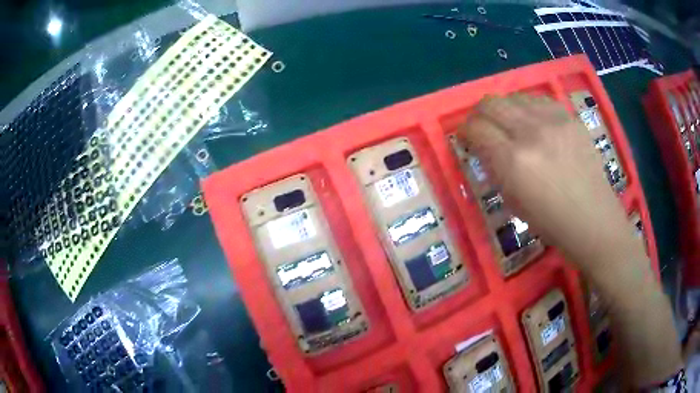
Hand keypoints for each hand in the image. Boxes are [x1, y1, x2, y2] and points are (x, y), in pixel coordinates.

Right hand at [457, 94, 639, 267]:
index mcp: (513, 161)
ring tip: (510, 125)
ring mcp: (553, 121)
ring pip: (513, 97)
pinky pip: (538, 100)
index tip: (467, 139)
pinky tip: (534, 122)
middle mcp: (530, 132)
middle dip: (479, 114)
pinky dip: (528, 108)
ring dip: (504, 109)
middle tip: (483, 127)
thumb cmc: (551, 222)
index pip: (476, 128)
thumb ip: (494, 168)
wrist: (593, 219)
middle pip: (490, 103)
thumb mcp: (513, 201)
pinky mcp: (569, 117)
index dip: (465, 131)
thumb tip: (482, 146)